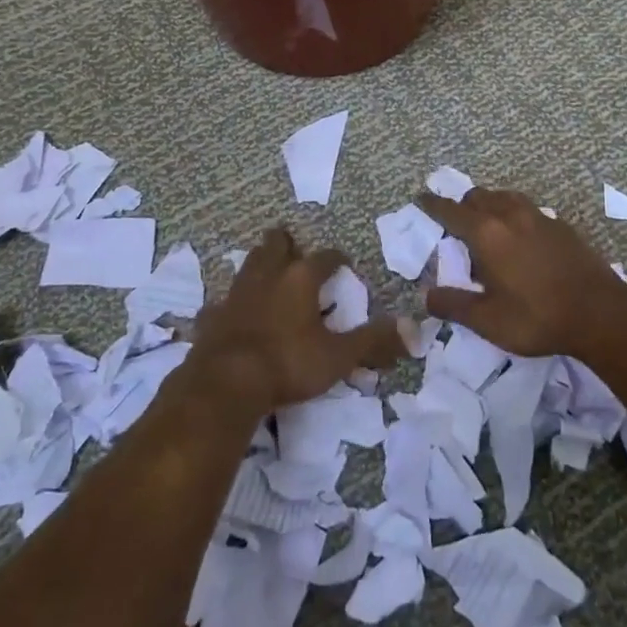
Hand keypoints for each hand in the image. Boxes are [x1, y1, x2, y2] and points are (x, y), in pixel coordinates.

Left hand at [188, 226, 407, 411]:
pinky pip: (223, 301)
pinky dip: (232, 302)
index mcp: (300, 279)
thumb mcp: (338, 356)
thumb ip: (372, 341)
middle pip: (276, 245)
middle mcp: (268, 276)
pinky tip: (233, 311)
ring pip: (248, 265)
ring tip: (267, 272)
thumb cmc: (288, 363)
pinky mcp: (213, 315)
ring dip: (259, 264)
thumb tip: (413, 328)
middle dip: (286, 243)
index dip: (336, 258)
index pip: (324, 257)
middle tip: (293, 248)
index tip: (344, 263)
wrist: (226, 383)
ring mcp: (236, 293)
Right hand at [417, 188, 626, 357]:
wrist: (600, 313)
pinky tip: (520, 237)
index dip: (432, 204)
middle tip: (454, 223)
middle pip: (478, 197)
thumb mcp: (487, 320)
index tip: (420, 198)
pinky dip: (513, 214)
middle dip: (461, 205)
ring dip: (489, 204)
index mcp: (486, 233)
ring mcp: (538, 216)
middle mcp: (510, 215)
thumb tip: (427, 296)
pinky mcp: (561, 225)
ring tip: (486, 226)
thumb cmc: (536, 317)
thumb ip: (453, 305)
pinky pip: (527, 209)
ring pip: (504, 197)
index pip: (450, 211)